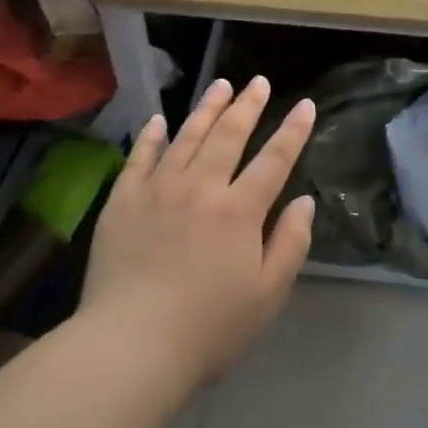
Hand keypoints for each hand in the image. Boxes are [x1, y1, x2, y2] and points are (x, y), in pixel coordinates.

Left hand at [83, 77, 316, 390]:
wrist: (131, 345)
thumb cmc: (209, 328)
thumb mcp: (267, 295)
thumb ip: (290, 243)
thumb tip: (304, 200)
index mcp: (239, 210)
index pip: (274, 160)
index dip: (293, 131)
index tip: (305, 105)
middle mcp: (200, 188)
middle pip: (229, 136)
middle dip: (248, 105)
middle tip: (259, 82)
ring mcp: (157, 190)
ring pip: (187, 137)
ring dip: (207, 109)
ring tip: (221, 85)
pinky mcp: (123, 201)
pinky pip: (140, 158)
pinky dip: (152, 136)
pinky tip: (160, 120)